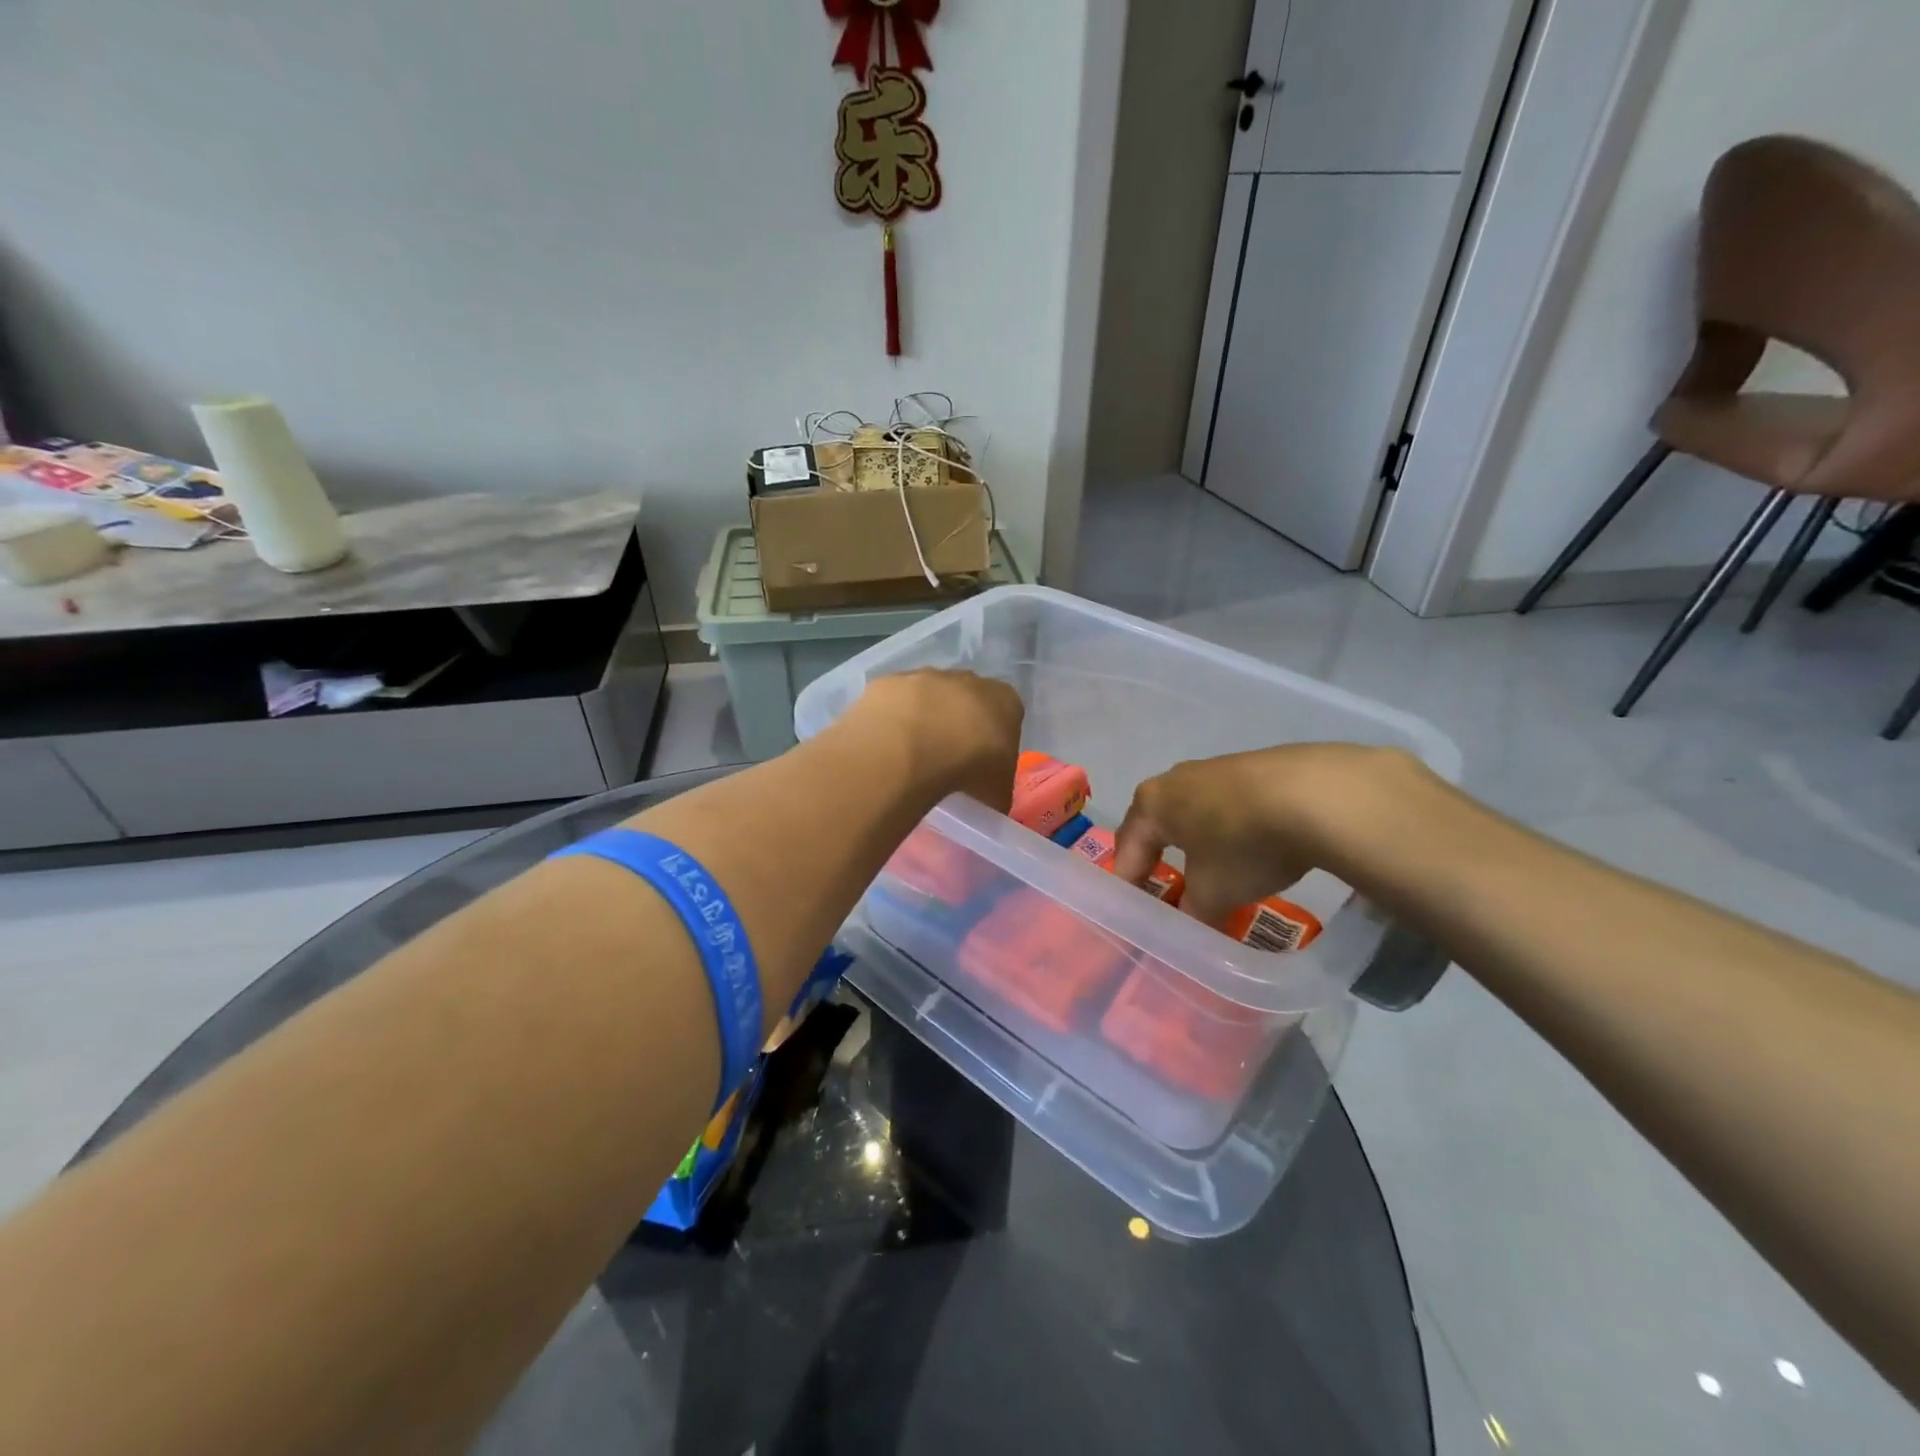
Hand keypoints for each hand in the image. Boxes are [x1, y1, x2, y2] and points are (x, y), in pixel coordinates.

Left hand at [845, 671, 1024, 812]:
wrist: (911, 748)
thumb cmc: (969, 768)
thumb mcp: (997, 792)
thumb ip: (997, 790)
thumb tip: (991, 800)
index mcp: (1005, 700)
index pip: (1006, 715)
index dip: (994, 740)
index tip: (982, 764)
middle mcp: (968, 679)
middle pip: (967, 700)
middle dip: (959, 724)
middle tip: (947, 759)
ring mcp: (926, 675)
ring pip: (928, 697)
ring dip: (923, 720)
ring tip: (913, 756)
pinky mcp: (889, 682)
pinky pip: (894, 702)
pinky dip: (892, 720)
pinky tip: (888, 746)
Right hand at [1113, 744, 1434, 926]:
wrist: (1318, 793)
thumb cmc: (1243, 843)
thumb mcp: (1212, 893)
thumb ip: (1192, 912)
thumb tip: (1189, 924)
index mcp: (1152, 803)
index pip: (1126, 849)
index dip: (1127, 885)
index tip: (1132, 914)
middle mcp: (1176, 778)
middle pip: (1158, 826)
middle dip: (1159, 860)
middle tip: (1167, 894)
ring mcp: (1217, 768)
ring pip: (1195, 814)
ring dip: (1198, 844)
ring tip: (1213, 874)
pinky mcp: (1255, 767)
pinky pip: (1230, 806)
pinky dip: (1232, 830)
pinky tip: (1254, 848)